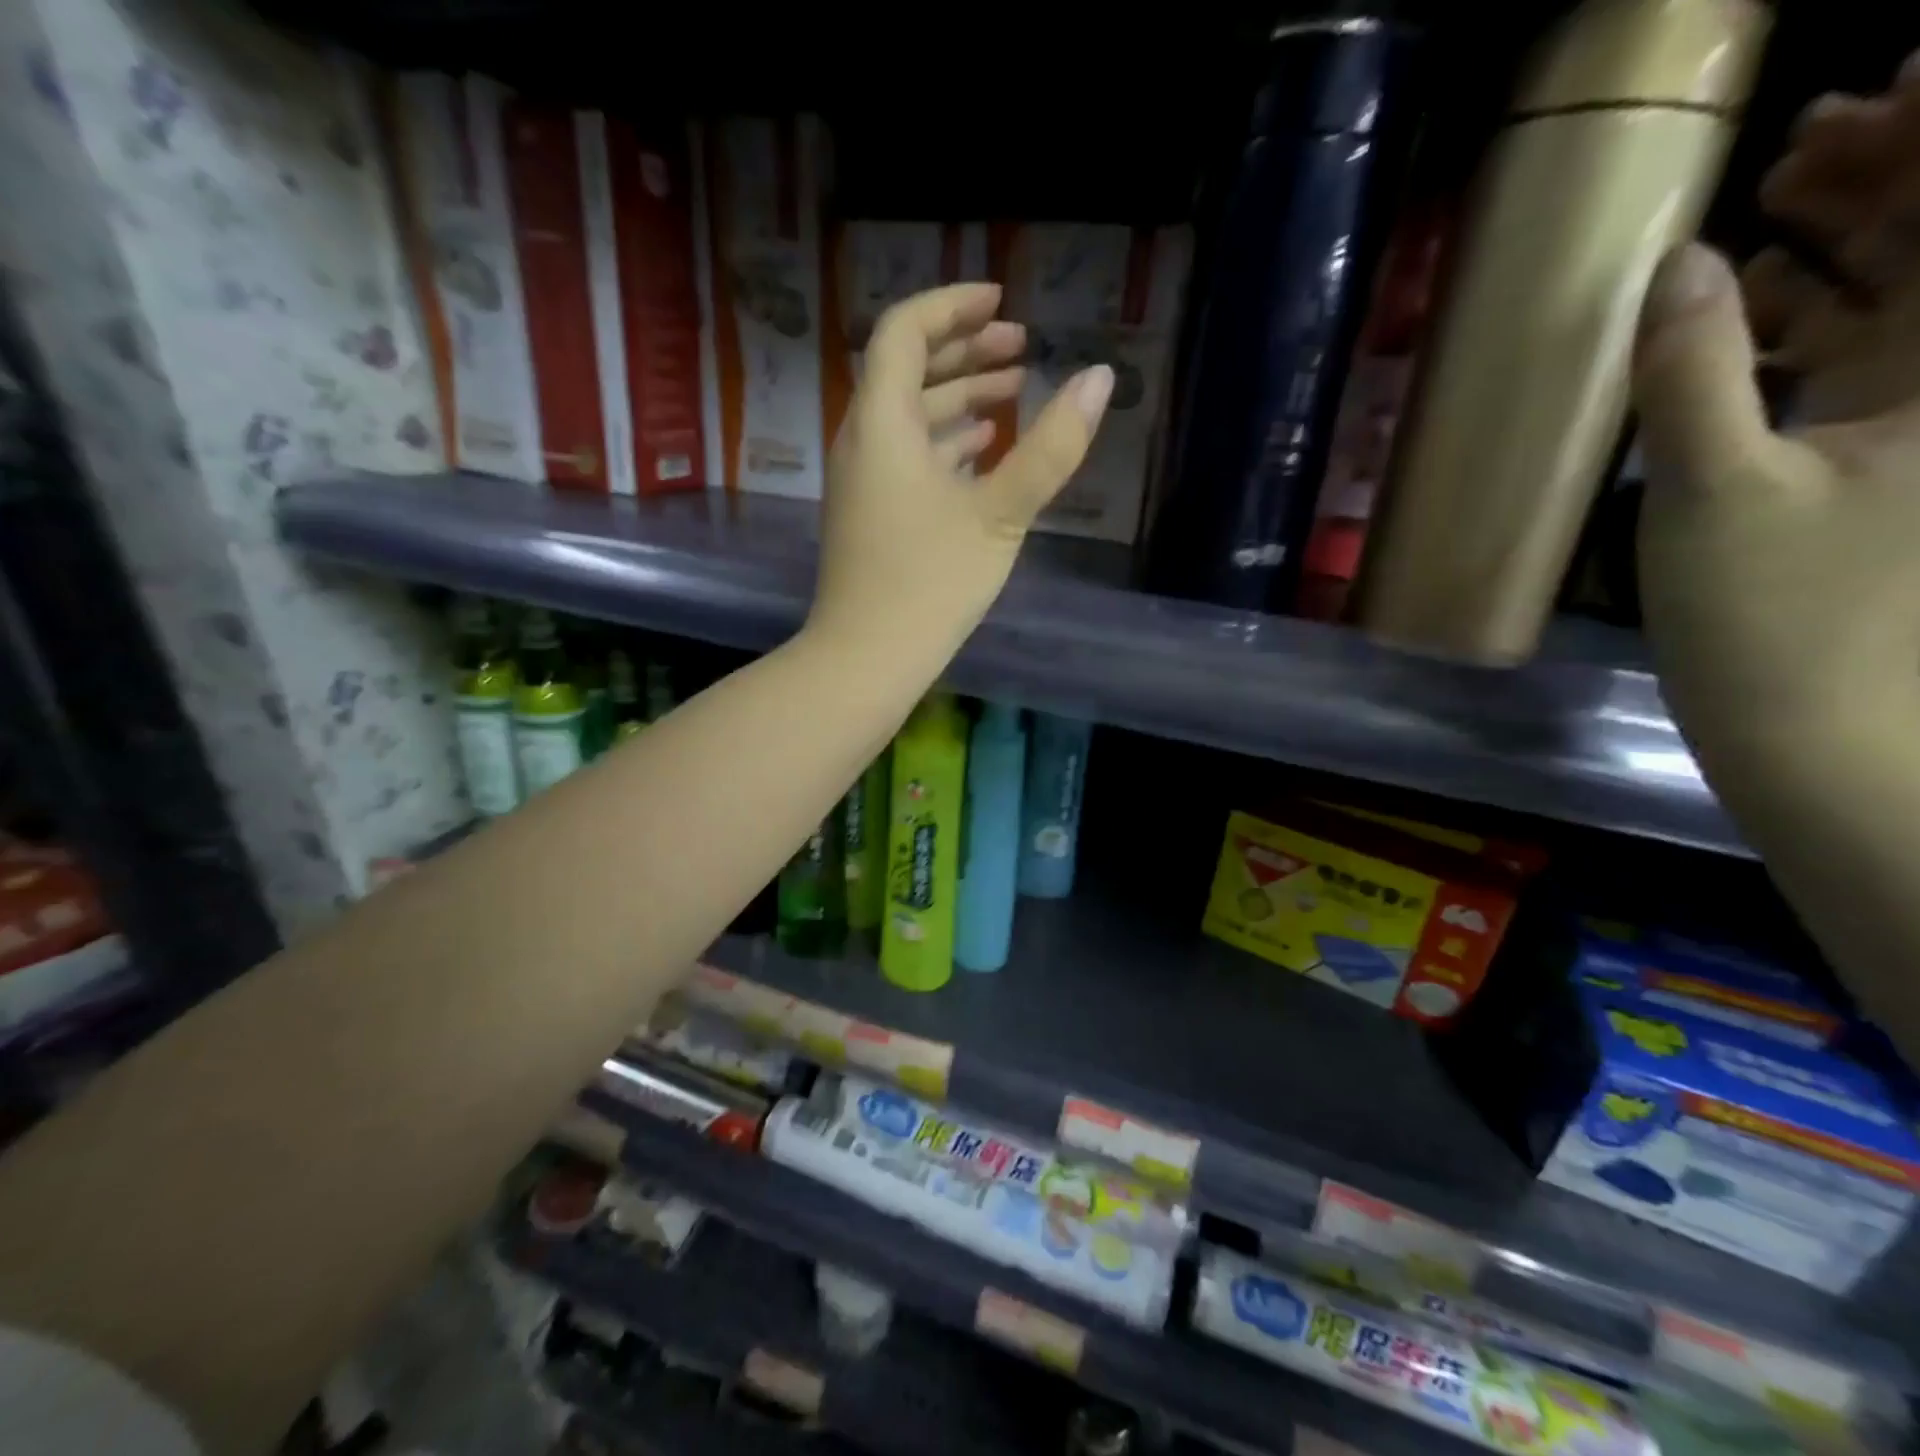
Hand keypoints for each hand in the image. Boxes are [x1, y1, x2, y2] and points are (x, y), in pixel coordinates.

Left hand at [808, 282, 1113, 653]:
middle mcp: (863, 440)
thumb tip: (1100, 378)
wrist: (867, 657)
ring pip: (910, 418)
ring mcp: (863, 480)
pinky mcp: (872, 513)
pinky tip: (983, 450)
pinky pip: (907, 456)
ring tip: (1014, 393)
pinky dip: (945, 442)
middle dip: (965, 351)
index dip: (951, 306)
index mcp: (882, 424)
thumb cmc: (931, 583)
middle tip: (1021, 346)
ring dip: (959, 398)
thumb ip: (1051, 448)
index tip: (1001, 300)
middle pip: (907, 371)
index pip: (904, 332)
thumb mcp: (1000, 515)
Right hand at [1632, 72, 1919, 776]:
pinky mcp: (1867, 453)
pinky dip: (1802, 319)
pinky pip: (1852, 353)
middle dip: (1895, 167)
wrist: (1815, 726)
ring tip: (1767, 199)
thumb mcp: (1714, 491)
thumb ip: (1692, 374)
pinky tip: (1743, 308)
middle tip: (1805, 131)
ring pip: (1904, 287)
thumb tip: (1676, 262)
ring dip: (1844, 238)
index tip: (1892, 70)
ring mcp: (1916, 413)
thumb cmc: (1778, 617)